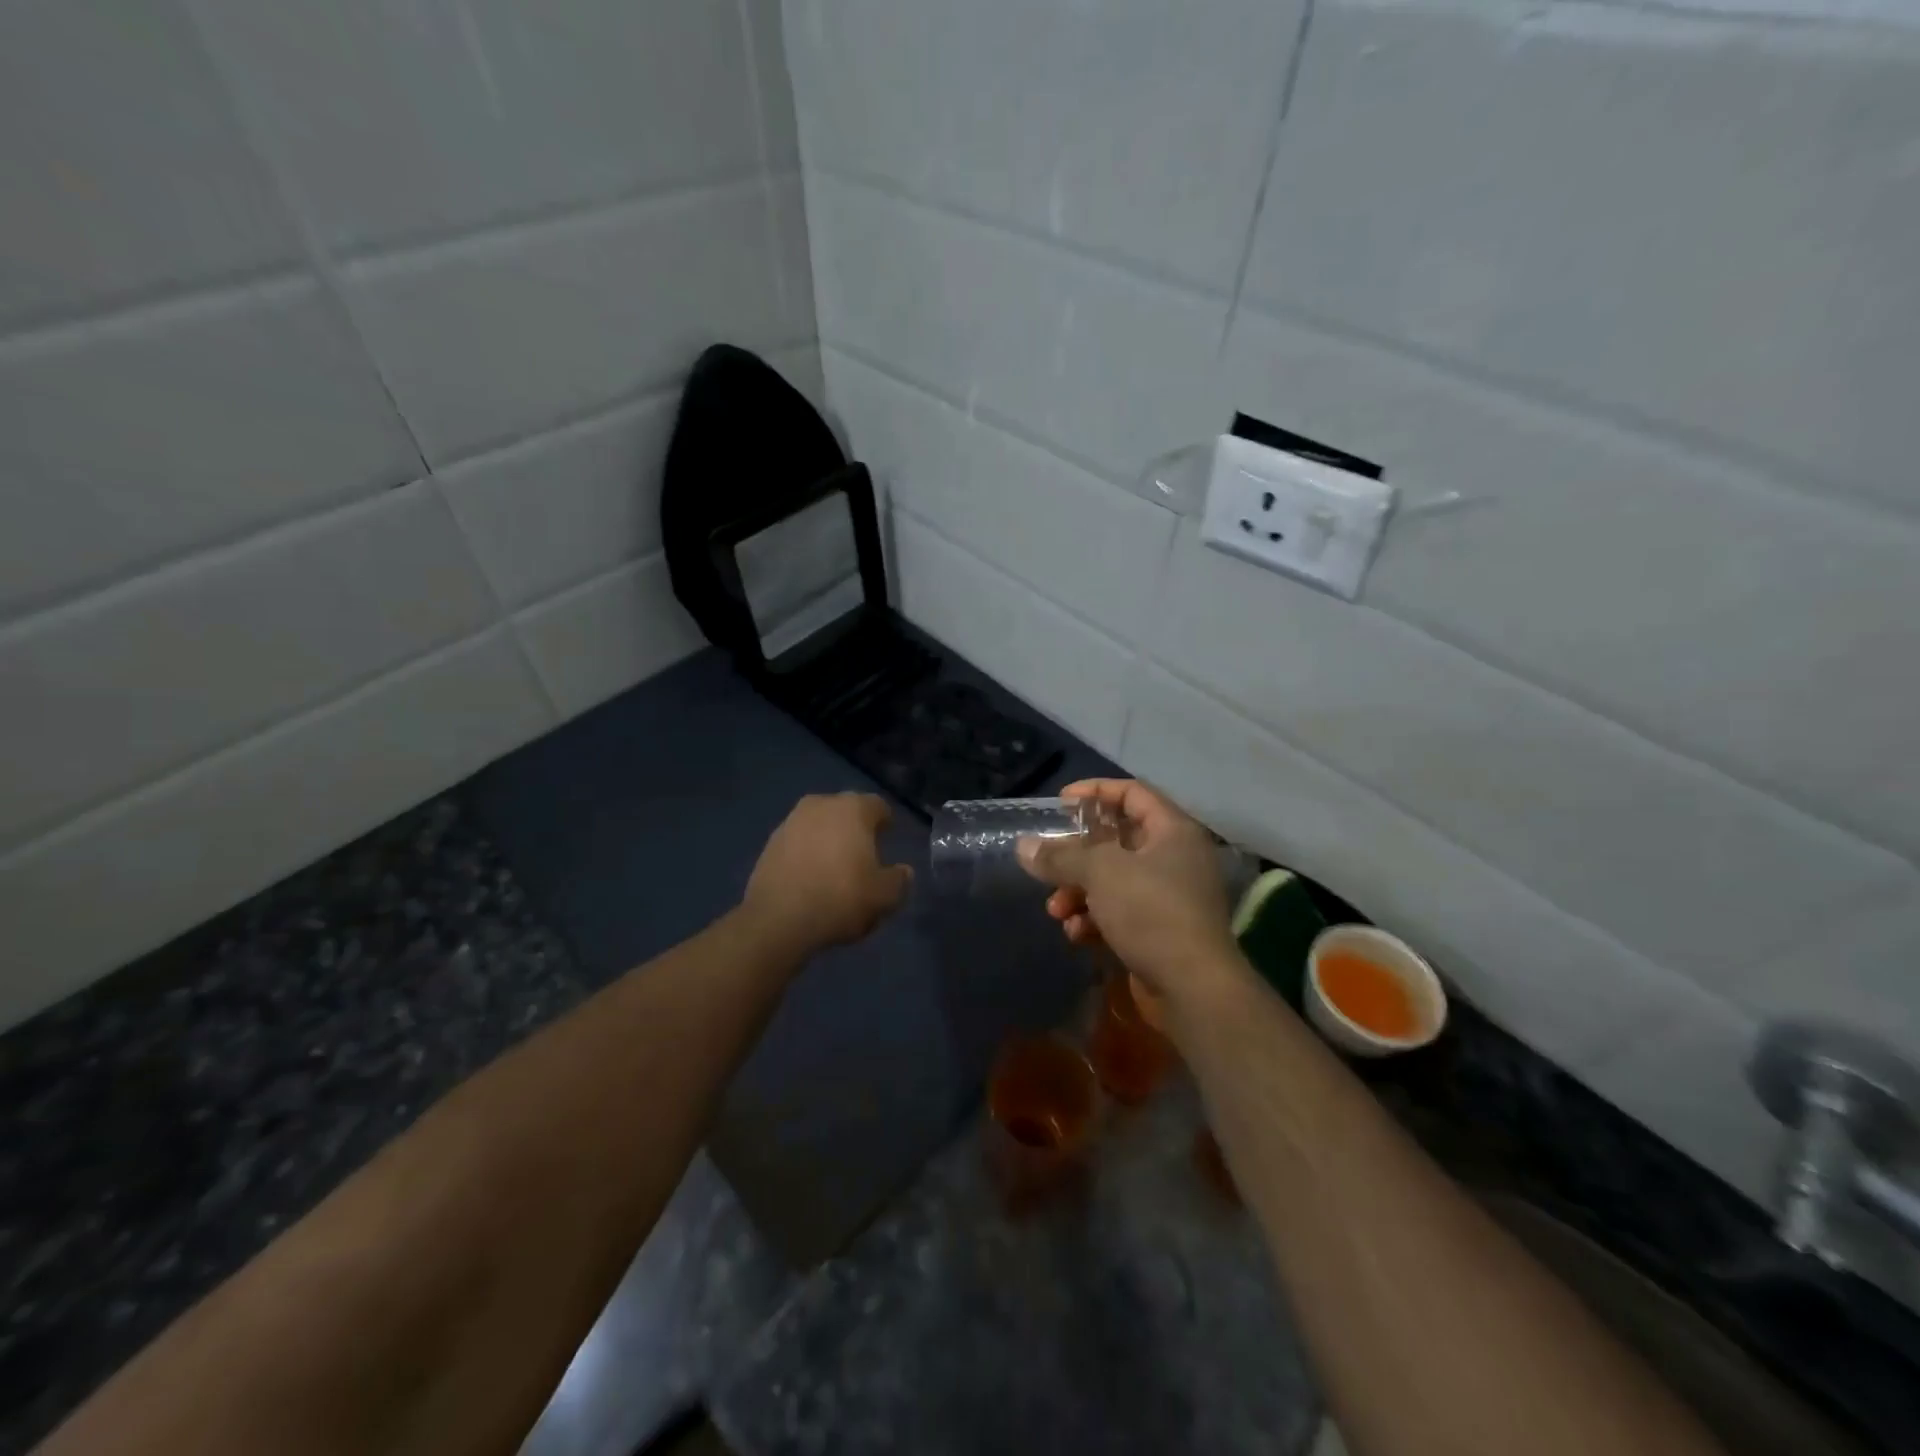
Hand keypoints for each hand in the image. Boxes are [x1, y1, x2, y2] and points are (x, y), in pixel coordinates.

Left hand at [743, 793, 912, 953]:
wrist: (778, 919)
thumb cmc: (840, 898)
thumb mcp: (885, 897)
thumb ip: (899, 880)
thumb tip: (903, 871)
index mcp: (853, 809)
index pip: (877, 805)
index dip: (885, 822)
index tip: (887, 838)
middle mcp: (821, 805)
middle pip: (845, 811)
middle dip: (855, 828)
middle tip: (862, 854)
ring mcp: (791, 821)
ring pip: (819, 825)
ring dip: (828, 840)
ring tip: (834, 868)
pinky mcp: (770, 843)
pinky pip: (798, 842)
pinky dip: (807, 853)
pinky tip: (810, 878)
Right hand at [1018, 780, 1239, 1001]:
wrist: (1193, 988)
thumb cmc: (1151, 912)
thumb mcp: (1100, 873)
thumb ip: (1061, 855)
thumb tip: (1024, 846)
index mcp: (1172, 831)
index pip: (1132, 793)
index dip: (1095, 791)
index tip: (1060, 803)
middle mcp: (1175, 858)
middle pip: (1117, 840)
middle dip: (1077, 855)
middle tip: (1049, 863)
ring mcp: (1170, 896)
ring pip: (1114, 880)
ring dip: (1079, 891)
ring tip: (1056, 910)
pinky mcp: (1161, 930)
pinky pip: (1120, 912)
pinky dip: (1095, 918)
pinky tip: (1076, 933)